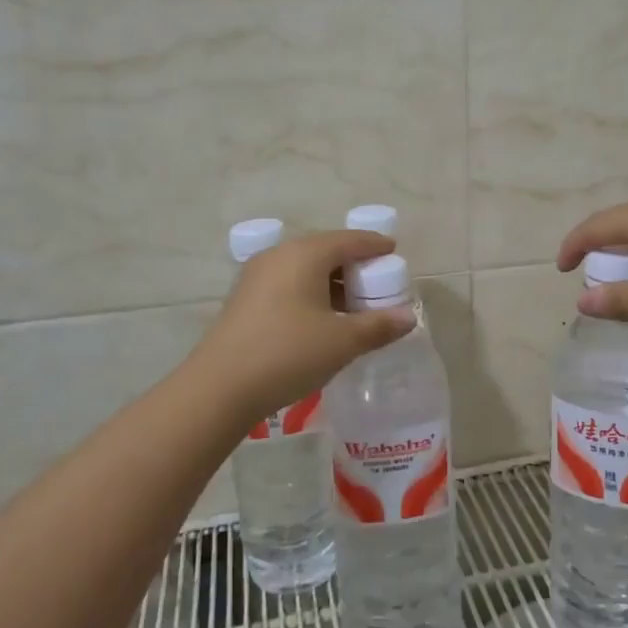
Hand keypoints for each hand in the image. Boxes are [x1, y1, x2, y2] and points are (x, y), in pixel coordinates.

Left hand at [189, 229, 415, 420]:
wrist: (219, 388)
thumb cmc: (288, 354)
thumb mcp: (342, 342)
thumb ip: (379, 326)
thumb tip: (408, 318)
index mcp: (306, 254)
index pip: (349, 240)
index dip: (375, 245)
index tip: (394, 252)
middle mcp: (280, 255)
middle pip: (326, 250)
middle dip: (354, 265)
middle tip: (377, 283)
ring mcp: (257, 276)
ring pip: (305, 268)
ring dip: (332, 281)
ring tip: (353, 305)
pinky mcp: (245, 298)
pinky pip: (288, 283)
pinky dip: (311, 292)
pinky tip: (320, 318)